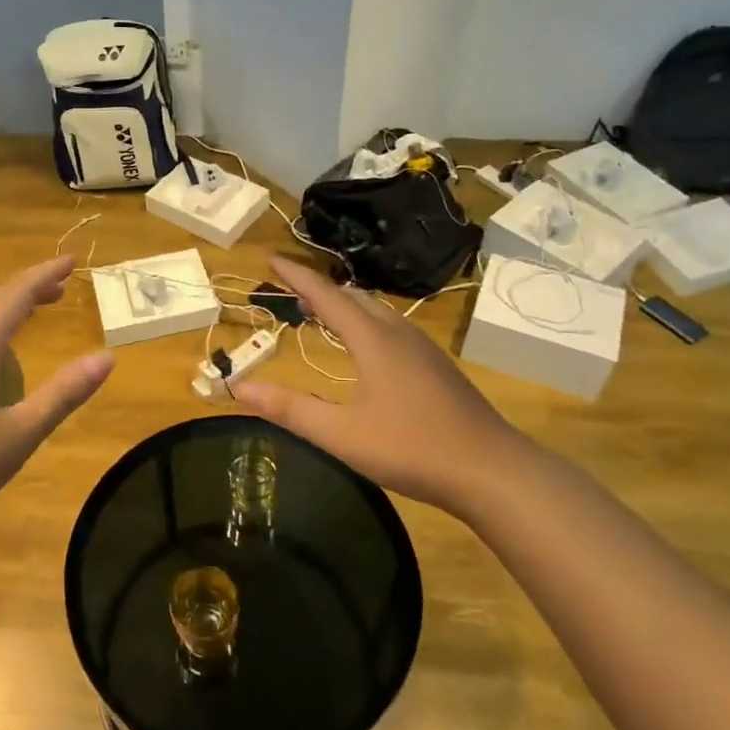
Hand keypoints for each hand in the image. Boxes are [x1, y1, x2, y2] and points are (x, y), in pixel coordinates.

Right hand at [231, 256, 530, 512]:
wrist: (491, 470)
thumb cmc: (412, 448)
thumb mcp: (342, 434)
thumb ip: (289, 409)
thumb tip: (238, 385)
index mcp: (372, 339)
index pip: (326, 295)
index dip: (297, 276)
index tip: (272, 258)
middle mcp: (398, 332)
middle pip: (352, 297)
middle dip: (319, 289)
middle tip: (289, 289)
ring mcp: (422, 348)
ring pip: (375, 311)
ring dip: (344, 305)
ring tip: (320, 311)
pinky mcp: (436, 366)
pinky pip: (391, 327)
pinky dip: (364, 322)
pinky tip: (364, 346)